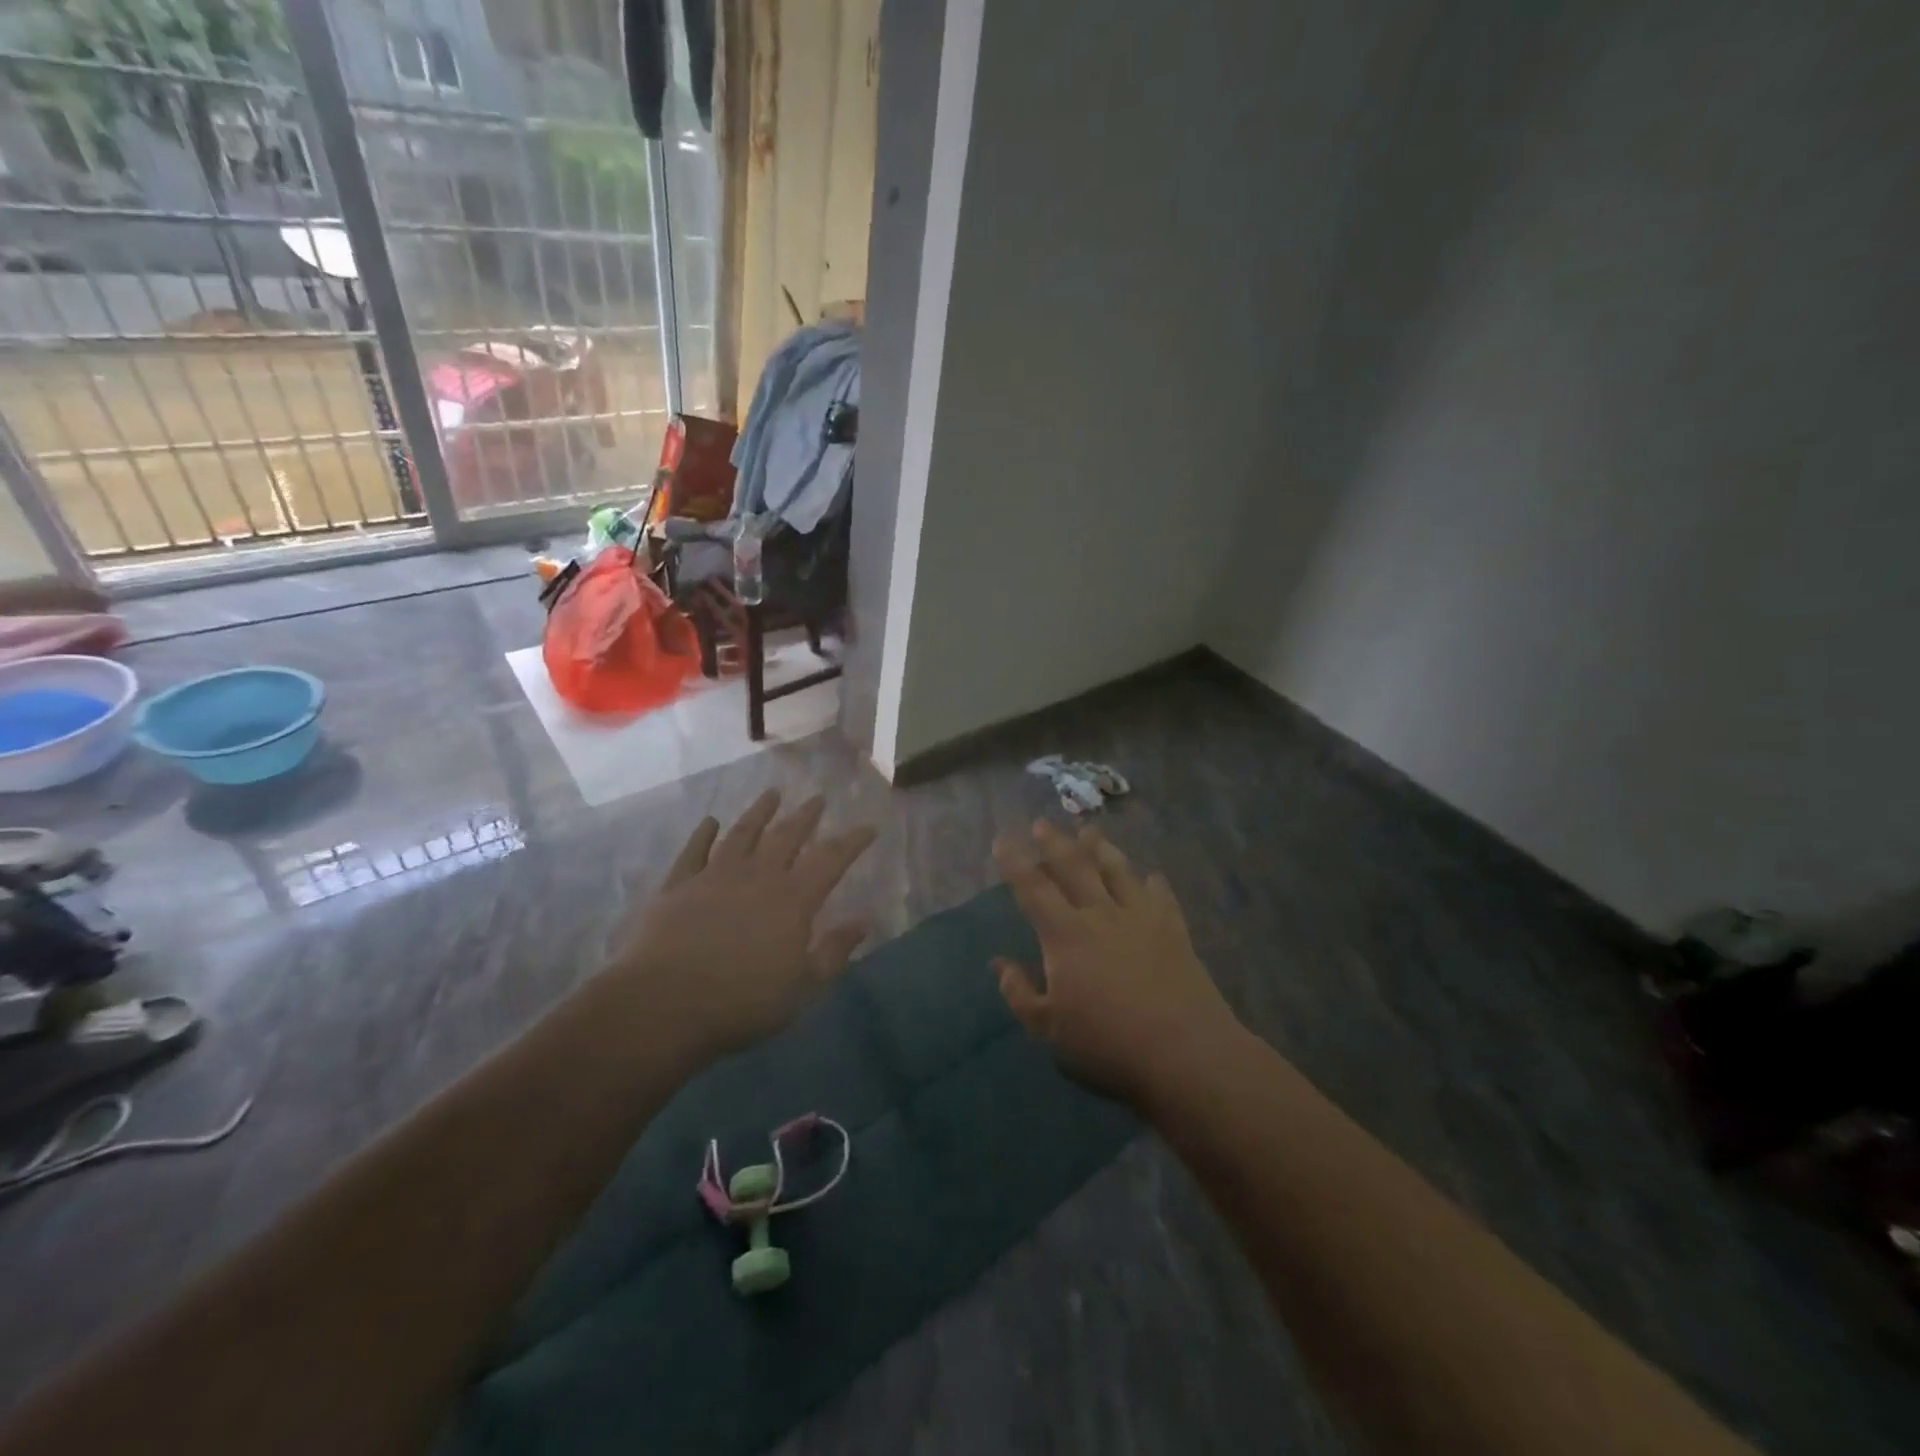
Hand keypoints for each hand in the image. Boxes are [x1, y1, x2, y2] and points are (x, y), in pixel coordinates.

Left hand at [609, 790, 876, 1058]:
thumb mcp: (802, 987)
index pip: (831, 859)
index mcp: (793, 899)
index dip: (852, 841)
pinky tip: (710, 821)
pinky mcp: (678, 885)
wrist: (664, 1004)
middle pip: (787, 836)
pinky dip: (703, 834)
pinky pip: (694, 850)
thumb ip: (833, 951)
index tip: (868, 827)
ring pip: (743, 833)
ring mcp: (714, 876)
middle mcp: (758, 876)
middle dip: (806, 815)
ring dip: (760, 812)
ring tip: (772, 793)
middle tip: (818, 798)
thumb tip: (863, 921)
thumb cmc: (742, 1002)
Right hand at [993, 820, 1238, 1103]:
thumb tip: (999, 964)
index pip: (1033, 888)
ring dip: (1100, 848)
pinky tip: (1152, 875)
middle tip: (1043, 823)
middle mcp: (1100, 915)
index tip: (1003, 839)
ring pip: (1117, 871)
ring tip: (1090, 831)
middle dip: (1055, 843)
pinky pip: (1160, 896)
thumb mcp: (1050, 1031)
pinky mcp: (1173, 930)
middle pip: (1074, 868)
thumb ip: (1021, 994)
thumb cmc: (1108, 1046)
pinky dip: (1153, 882)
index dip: (1015, 862)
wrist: (1185, 1053)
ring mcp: (1141, 918)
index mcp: (1065, 936)